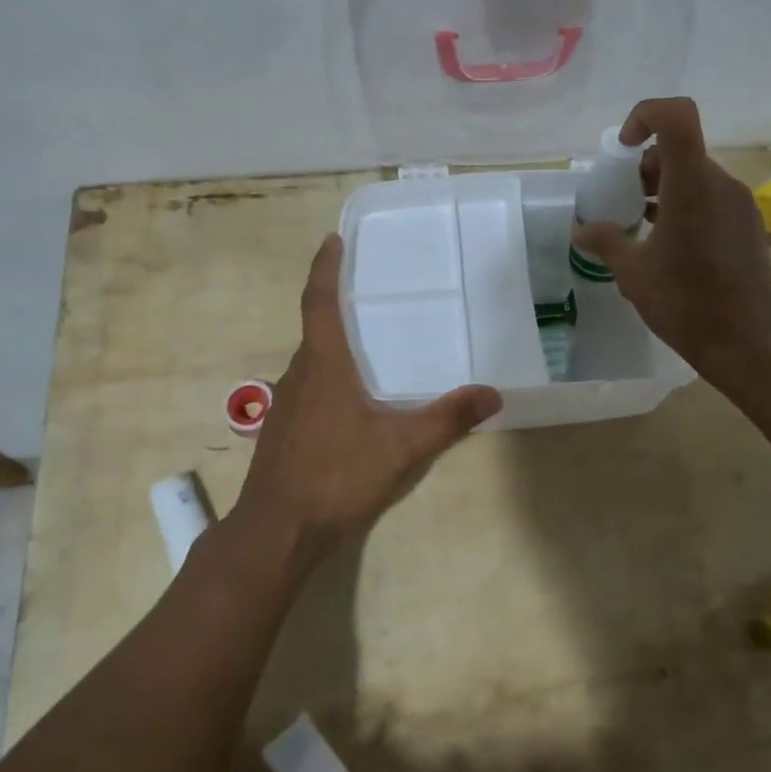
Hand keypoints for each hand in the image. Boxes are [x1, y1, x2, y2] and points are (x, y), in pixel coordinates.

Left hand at [233, 234, 501, 566]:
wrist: (277, 531)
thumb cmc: (336, 476)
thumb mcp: (402, 447)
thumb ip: (448, 419)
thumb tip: (493, 394)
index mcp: (323, 365)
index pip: (319, 302)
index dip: (324, 268)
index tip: (331, 240)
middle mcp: (298, 375)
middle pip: (315, 329)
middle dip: (335, 306)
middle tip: (366, 293)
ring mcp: (285, 405)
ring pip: (311, 362)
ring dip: (332, 346)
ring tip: (365, 347)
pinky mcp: (281, 431)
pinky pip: (307, 388)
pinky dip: (327, 377)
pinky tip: (349, 403)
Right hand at [572, 97, 770, 386]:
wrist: (747, 342)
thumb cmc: (684, 303)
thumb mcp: (633, 273)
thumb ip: (606, 241)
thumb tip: (581, 230)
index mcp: (691, 187)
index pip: (677, 117)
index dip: (646, 115)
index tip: (624, 148)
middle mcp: (720, 184)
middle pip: (681, 148)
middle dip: (646, 165)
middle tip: (624, 199)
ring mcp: (739, 203)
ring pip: (695, 173)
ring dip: (664, 186)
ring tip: (642, 223)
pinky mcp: (747, 223)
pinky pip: (710, 196)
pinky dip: (684, 203)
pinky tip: (668, 241)